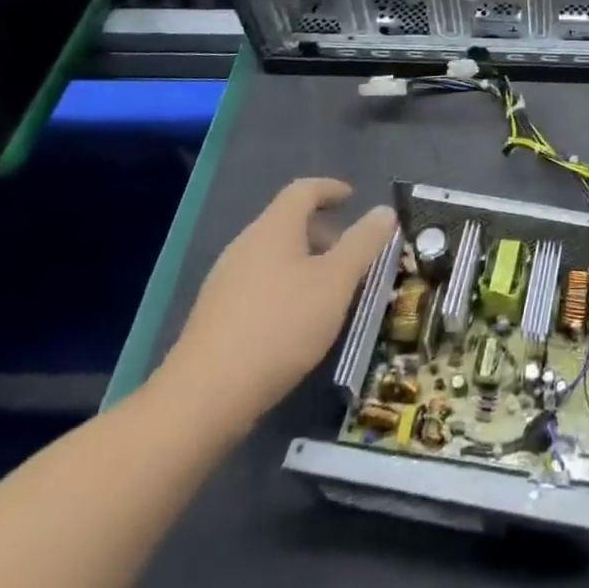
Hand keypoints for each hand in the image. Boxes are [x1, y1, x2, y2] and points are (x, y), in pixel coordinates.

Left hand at [154, 179, 395, 440]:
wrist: (203, 398)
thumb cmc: (280, 326)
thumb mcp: (336, 282)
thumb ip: (363, 243)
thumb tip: (384, 211)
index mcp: (273, 229)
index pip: (303, 190)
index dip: (330, 189)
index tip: (352, 197)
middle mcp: (245, 246)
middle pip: (286, 222)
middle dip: (322, 231)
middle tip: (351, 252)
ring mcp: (225, 282)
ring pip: (273, 256)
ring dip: (305, 262)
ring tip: (330, 290)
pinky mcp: (215, 317)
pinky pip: (259, 284)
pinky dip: (285, 287)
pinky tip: (297, 321)